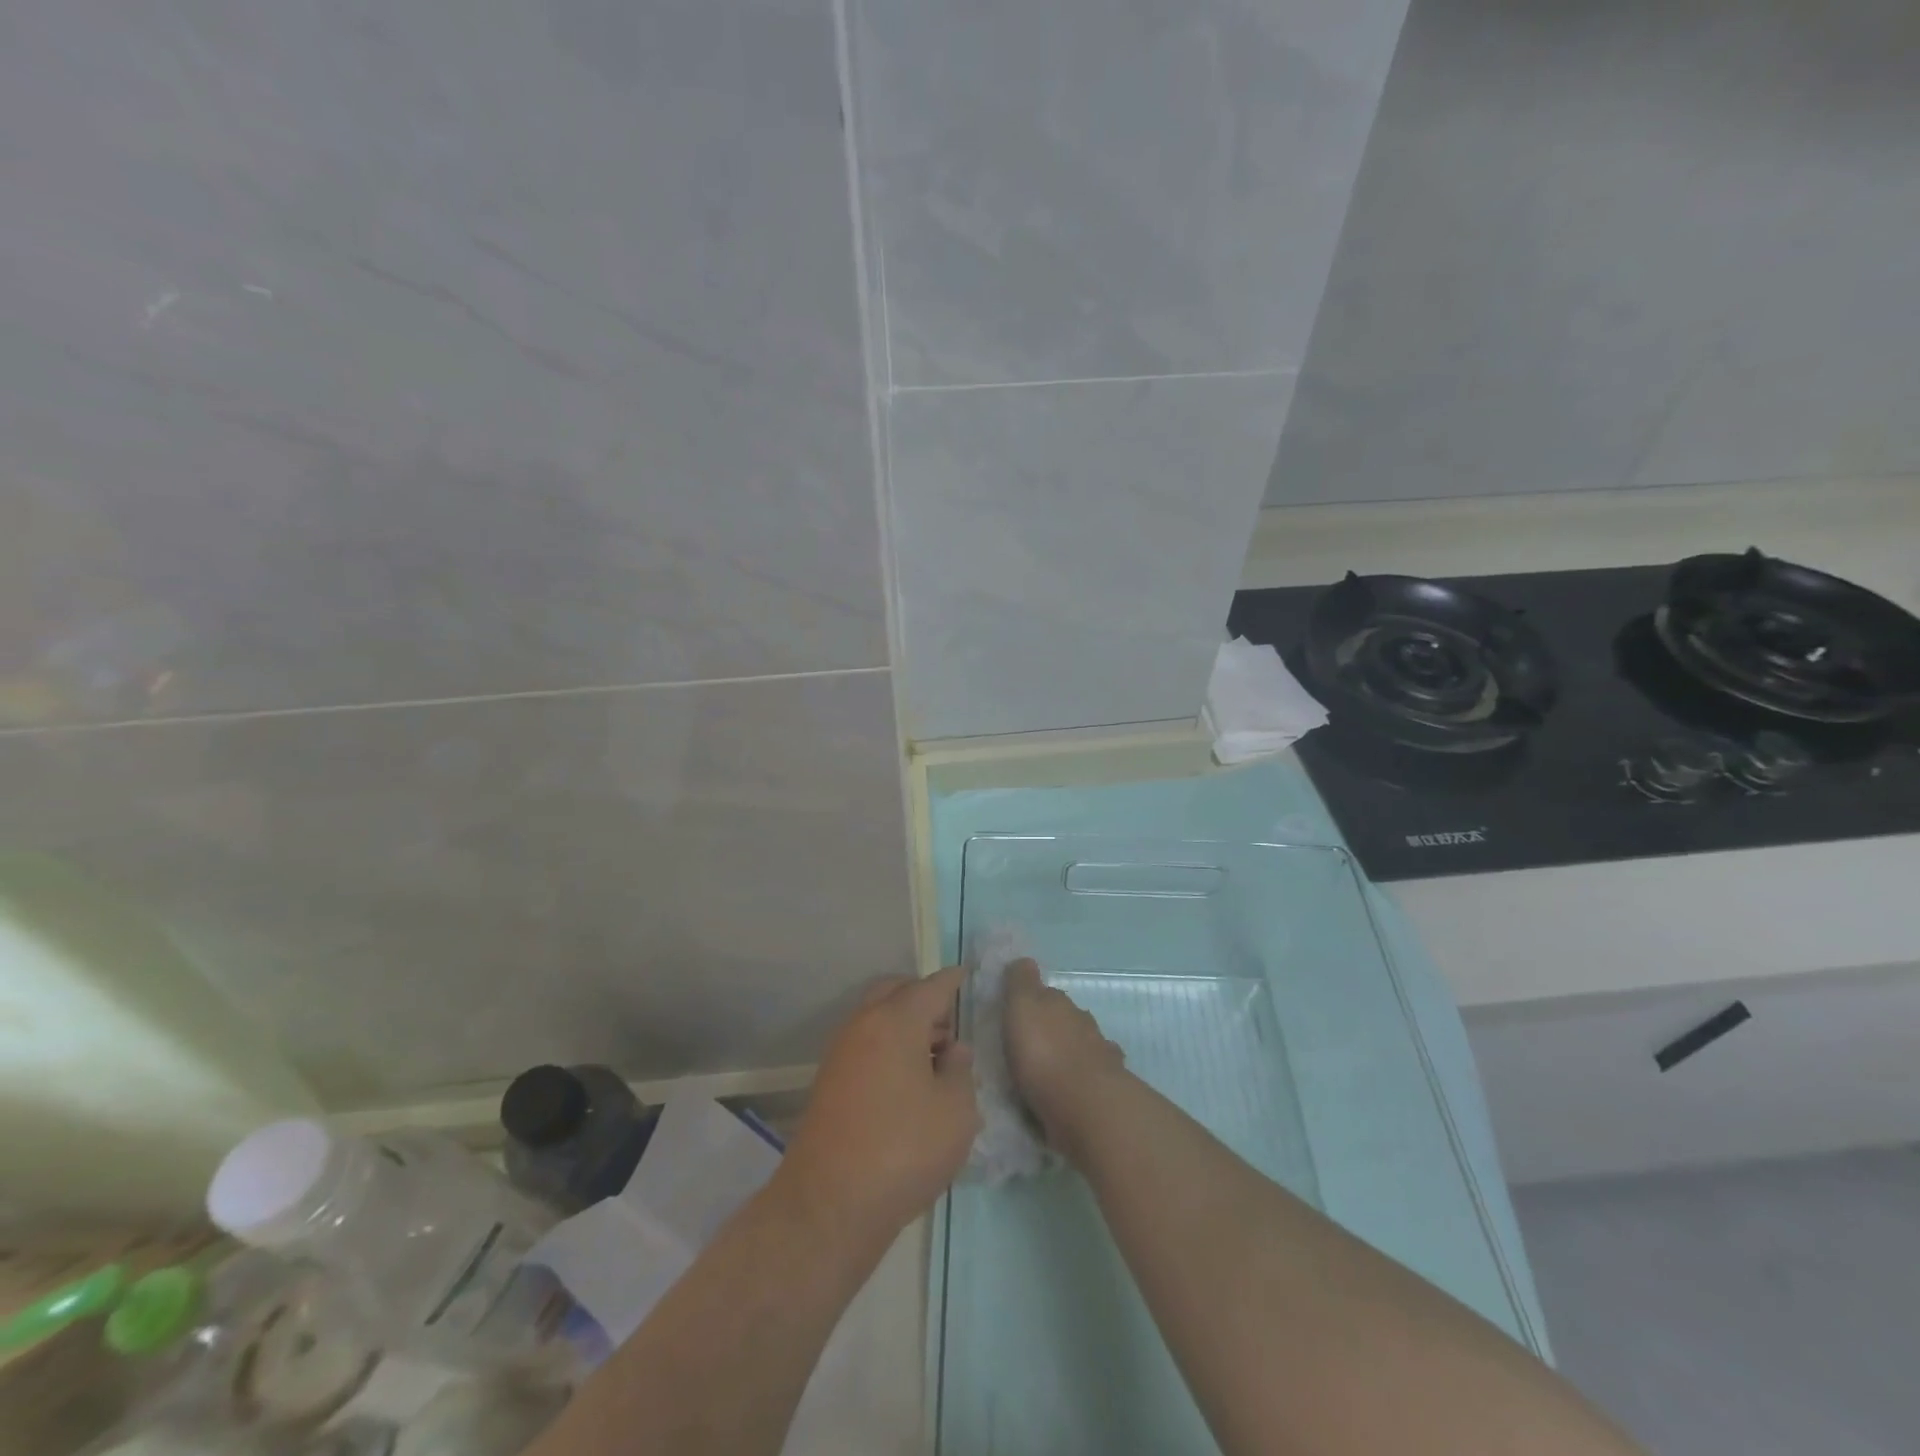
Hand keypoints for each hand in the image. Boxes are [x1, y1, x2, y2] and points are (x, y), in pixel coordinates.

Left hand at [778, 966, 979, 1241]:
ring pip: (876, 1018)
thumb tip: (953, 1051)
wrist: (829, 1205)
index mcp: (896, 1020)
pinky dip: (887, 1047)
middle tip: (950, 1023)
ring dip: (904, 1024)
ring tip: (935, 1057)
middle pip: (895, 993)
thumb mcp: (955, 1112)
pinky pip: (865, 1045)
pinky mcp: (829, 1082)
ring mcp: (840, 1053)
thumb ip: (960, 1071)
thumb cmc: (904, 1149)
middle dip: (923, 998)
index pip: (931, 987)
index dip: (952, 980)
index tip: (966, 974)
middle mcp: (863, 1025)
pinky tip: (908, 1081)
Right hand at [1003, 959, 1127, 1162]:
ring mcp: (1099, 1054)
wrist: (1086, 1105)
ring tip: (1051, 1066)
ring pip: (1083, 1044)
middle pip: (1066, 1017)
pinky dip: (1083, 1077)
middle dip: (1053, 1024)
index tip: (1020, 1009)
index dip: (1034, 998)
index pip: (1046, 992)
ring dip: (1070, 1050)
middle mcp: (1082, 1022)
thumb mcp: (1022, 1008)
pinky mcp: (1107, 1087)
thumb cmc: (1044, 1053)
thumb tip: (1024, 960)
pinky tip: (1074, 1087)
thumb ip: (1021, 983)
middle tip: (1033, 1040)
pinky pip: (1092, 1074)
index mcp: (1059, 1003)